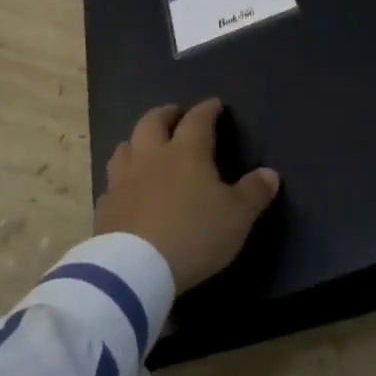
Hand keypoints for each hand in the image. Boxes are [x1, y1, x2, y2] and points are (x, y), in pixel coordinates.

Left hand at [95, 99, 280, 292]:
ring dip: (137, 141)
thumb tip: (270, 174)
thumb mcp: (237, 217)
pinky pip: (111, 184)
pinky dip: (121, 180)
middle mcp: (151, 157)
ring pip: (124, 147)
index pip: (197, 120)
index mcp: (186, 152)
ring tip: (146, 146)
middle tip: (175, 115)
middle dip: (165, 114)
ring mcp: (122, 180)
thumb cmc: (193, 234)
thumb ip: (254, 192)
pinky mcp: (104, 207)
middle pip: (152, 122)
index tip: (214, 104)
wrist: (135, 270)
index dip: (207, 109)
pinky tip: (127, 190)